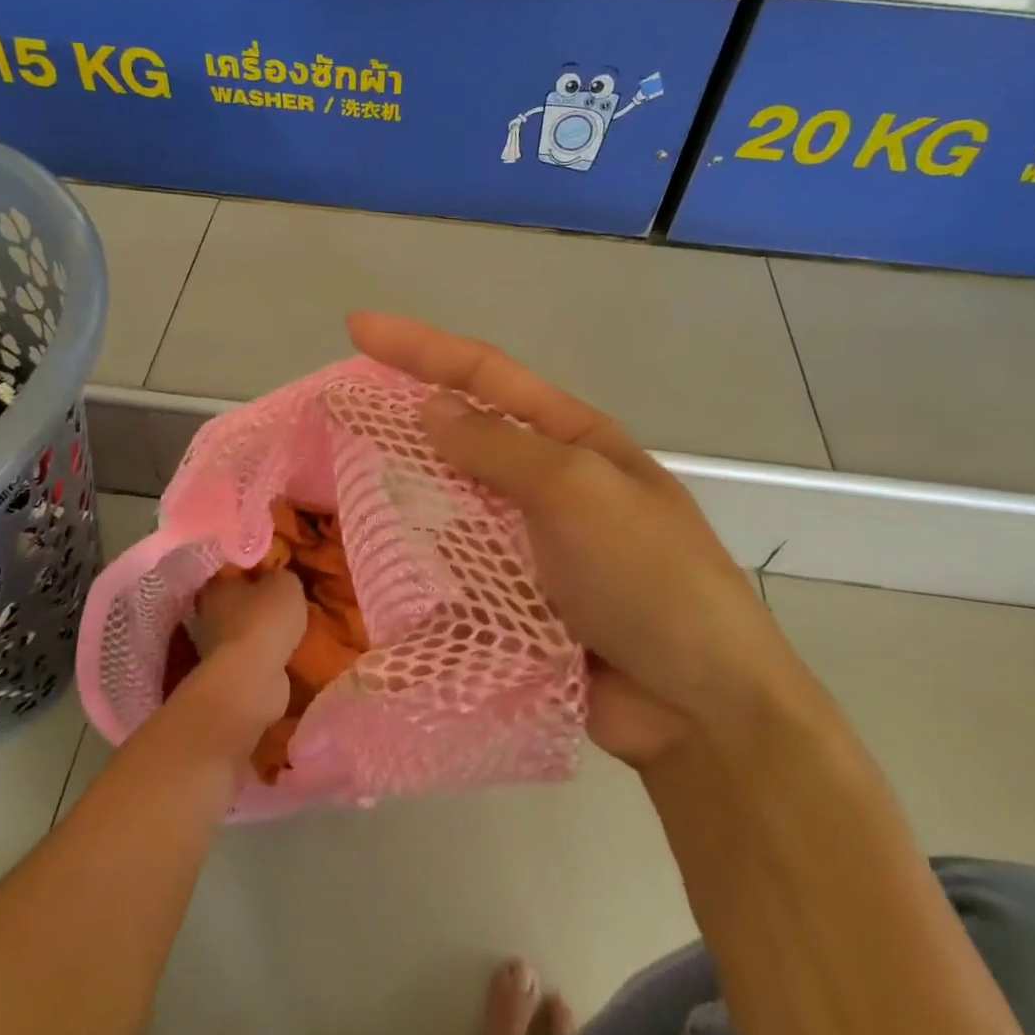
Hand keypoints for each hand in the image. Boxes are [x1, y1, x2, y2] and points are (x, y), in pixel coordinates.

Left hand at [183, 569, 306, 739]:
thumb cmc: (265, 621)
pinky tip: (286, 652)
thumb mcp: (285, 583)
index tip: (278, 571)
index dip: (257, 568)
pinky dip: (266, 654)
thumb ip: (282, 575)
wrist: (252, 679)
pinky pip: (252, 655)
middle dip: (259, 602)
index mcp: (215, 586)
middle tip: (287, 601)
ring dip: (263, 631)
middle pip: (238, 601)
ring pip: (244, 630)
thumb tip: (278, 578)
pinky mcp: (228, 673)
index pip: (235, 570)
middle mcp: (207, 614)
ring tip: (292, 629)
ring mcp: (214, 648)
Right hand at [347, 313, 794, 764]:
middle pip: (462, 435)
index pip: (485, 375)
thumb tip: (430, 409)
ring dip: (403, 489)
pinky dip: (418, 558)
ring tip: (341, 481)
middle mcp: (548, 482)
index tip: (356, 328)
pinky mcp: (515, 598)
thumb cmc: (649, 578)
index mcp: (573, 438)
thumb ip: (498, 449)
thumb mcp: (576, 492)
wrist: (699, 706)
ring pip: (451, 501)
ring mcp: (530, 543)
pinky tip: (376, 558)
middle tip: (335, 411)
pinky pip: (454, 565)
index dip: (419, 347)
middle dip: (401, 417)